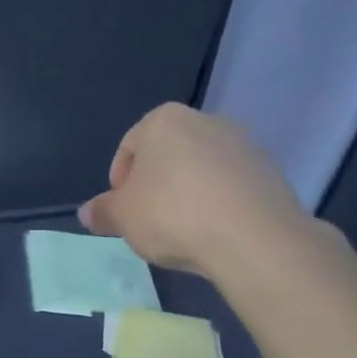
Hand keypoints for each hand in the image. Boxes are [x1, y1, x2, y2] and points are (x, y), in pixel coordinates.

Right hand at [78, 103, 312, 283]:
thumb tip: (87, 212)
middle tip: (149, 221)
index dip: (120, 183)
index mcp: (163, 121)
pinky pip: (230, 186)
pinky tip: (213, 232)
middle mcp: (205, 121)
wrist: (252, 237)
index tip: (122, 212)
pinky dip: (218, 204)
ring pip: (200, 170)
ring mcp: (242, 144)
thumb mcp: (122, 218)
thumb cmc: (172, 214)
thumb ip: (102, 212)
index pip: (129, 147)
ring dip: (188, 194)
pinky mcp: (269, 171)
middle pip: (167, 155)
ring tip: (183, 231)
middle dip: (155, 186)